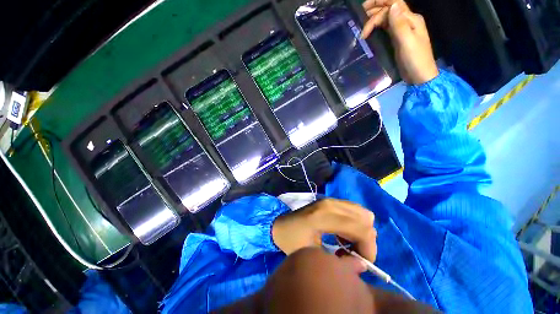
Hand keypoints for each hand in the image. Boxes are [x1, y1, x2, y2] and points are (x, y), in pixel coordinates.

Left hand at [272, 198, 376, 261]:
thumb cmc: (291, 241)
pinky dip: (356, 223)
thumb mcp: (311, 255)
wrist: (280, 225)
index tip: (362, 262)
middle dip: (367, 239)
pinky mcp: (330, 200)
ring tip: (347, 243)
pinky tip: (343, 233)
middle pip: (365, 218)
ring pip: (362, 212)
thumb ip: (339, 262)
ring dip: (361, 230)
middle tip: (354, 253)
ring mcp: (330, 200)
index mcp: (323, 216)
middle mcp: (330, 204)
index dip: (369, 248)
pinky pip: (354, 210)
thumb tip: (363, 264)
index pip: (361, 228)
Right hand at [361, 0, 438, 84]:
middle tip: (359, 18)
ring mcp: (403, 30)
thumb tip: (392, 5)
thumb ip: (400, 23)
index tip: (364, 11)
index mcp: (411, 19)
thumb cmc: (415, 59)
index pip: (394, 3)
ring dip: (375, 19)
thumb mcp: (407, 41)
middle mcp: (407, 21)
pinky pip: (387, 28)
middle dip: (374, 10)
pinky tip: (370, 31)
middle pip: (389, 9)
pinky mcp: (398, 39)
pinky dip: (378, 27)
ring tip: (362, 26)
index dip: (379, 2)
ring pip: (387, 18)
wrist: (419, 76)